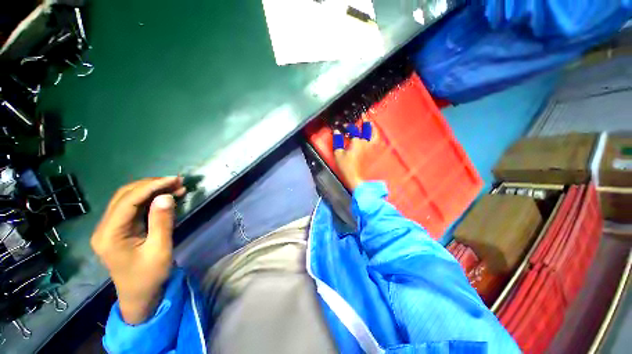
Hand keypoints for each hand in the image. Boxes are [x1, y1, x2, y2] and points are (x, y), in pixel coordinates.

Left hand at [91, 177, 184, 323]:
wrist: (140, 296)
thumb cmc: (149, 276)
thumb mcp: (160, 250)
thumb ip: (162, 222)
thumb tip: (166, 196)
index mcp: (110, 235)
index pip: (128, 201)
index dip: (151, 186)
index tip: (174, 180)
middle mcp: (105, 227)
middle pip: (125, 196)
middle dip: (151, 185)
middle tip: (177, 181)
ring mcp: (111, 228)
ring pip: (129, 199)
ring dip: (152, 190)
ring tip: (176, 186)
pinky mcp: (119, 229)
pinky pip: (134, 207)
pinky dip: (151, 199)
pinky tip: (166, 197)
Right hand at [333, 121, 372, 190]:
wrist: (354, 176)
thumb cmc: (346, 165)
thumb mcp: (338, 153)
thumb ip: (338, 140)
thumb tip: (337, 132)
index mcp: (357, 142)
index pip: (354, 129)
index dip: (349, 125)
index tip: (344, 125)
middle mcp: (365, 143)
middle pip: (368, 129)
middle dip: (366, 121)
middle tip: (364, 115)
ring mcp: (369, 148)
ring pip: (374, 134)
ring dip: (373, 127)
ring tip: (371, 123)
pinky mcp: (371, 152)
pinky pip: (375, 141)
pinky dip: (375, 136)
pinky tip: (373, 136)